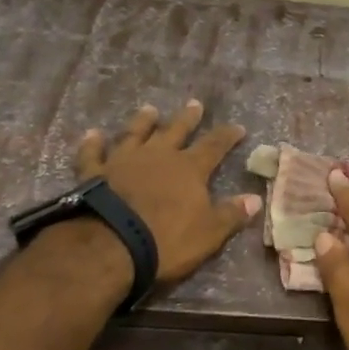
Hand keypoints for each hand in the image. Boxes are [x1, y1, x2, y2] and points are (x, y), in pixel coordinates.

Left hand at [76, 101, 260, 284]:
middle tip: (195, 104)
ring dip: (143, 121)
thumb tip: (255, 198)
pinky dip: (92, 143)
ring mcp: (124, 160)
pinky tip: (92, 133)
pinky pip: (93, 153)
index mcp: (189, 169)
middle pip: (176, 130)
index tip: (237, 127)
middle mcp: (158, 156)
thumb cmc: (166, 241)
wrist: (110, 246)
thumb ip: (231, 214)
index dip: (227, 136)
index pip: (214, 146)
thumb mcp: (208, 233)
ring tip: (149, 109)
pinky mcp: (95, 173)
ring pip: (136, 133)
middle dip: (187, 118)